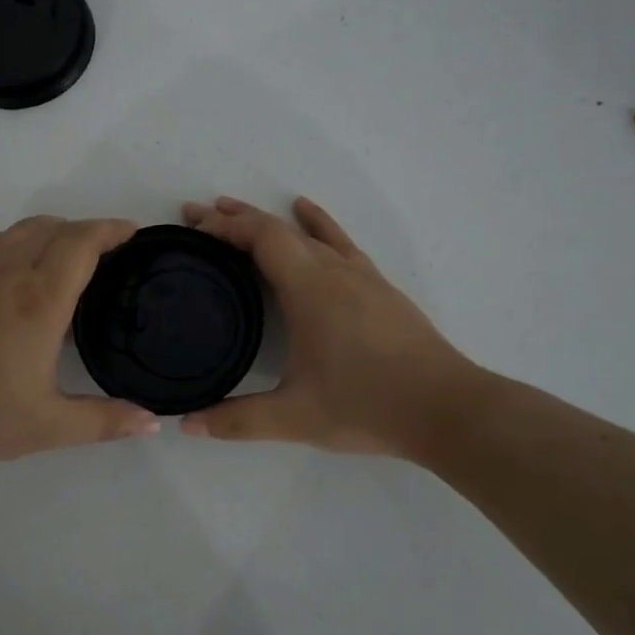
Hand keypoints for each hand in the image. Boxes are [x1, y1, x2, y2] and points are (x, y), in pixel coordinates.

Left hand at [0, 216, 161, 467]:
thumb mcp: (48, 426)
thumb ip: (105, 422)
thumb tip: (154, 423)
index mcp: (39, 301)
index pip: (82, 243)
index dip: (111, 229)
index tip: (132, 233)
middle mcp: (9, 273)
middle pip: (56, 228)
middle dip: (88, 230)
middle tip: (110, 251)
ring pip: (22, 228)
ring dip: (53, 231)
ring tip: (68, 255)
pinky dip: (16, 238)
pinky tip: (16, 263)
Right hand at [179, 196, 483, 456]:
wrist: (448, 408)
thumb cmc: (368, 406)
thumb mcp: (295, 417)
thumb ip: (238, 420)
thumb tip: (187, 424)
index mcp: (309, 289)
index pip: (260, 238)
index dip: (222, 227)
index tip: (191, 227)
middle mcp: (333, 271)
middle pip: (277, 228)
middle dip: (233, 218)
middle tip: (195, 213)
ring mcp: (360, 275)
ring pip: (306, 232)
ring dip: (267, 219)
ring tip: (235, 209)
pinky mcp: (379, 287)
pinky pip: (338, 241)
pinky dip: (315, 224)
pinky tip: (308, 213)